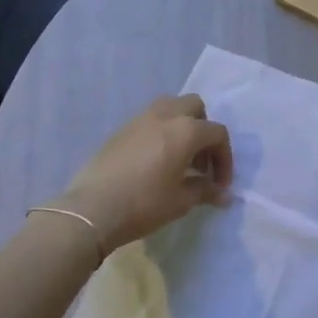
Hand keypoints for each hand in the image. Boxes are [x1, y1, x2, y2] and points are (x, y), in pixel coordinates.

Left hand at [47, 94, 231, 252]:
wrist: (92, 210)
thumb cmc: (144, 204)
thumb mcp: (181, 201)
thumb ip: (206, 191)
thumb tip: (224, 195)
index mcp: (186, 130)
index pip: (217, 134)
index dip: (225, 158)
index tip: (219, 184)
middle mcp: (166, 115)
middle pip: (195, 107)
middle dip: (204, 130)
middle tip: (200, 160)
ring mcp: (140, 119)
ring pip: (170, 107)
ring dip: (181, 125)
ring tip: (178, 156)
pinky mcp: (121, 129)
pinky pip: (150, 120)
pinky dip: (160, 132)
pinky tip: (154, 161)